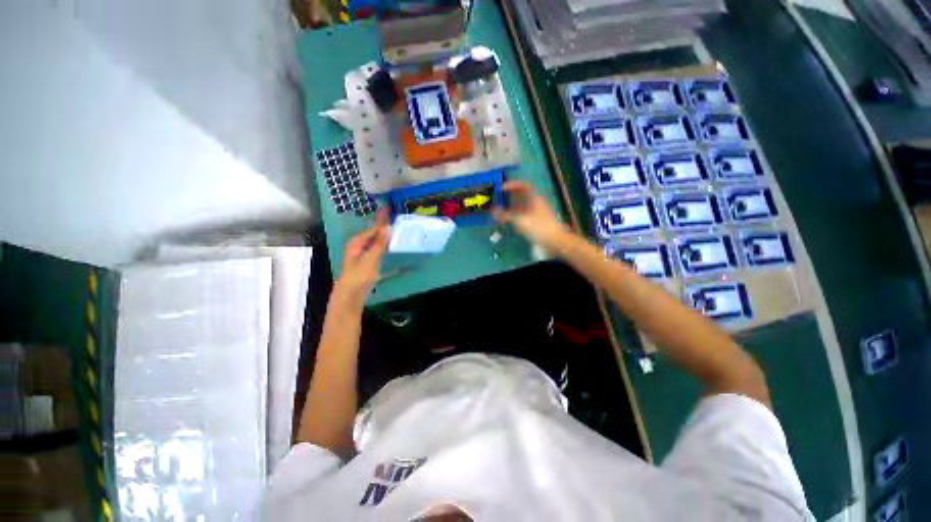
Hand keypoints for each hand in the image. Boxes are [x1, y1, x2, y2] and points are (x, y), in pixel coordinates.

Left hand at [332, 208, 391, 307]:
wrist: (350, 295)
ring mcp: (363, 255)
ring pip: (376, 241)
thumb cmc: (359, 276)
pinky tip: (391, 246)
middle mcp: (359, 246)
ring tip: (396, 228)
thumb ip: (379, 243)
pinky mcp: (367, 263)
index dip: (382, 219)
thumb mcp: (370, 259)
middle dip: (383, 225)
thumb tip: (387, 227)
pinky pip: (377, 249)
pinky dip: (384, 246)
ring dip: (385, 235)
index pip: (373, 227)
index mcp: (357, 242)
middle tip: (395, 217)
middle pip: (374, 233)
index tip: (390, 208)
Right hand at [493, 181, 568, 249]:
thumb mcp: (520, 221)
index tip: (501, 188)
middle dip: (509, 196)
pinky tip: (509, 221)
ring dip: (511, 207)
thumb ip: (506, 215)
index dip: (512, 184)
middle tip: (498, 200)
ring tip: (501, 211)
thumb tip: (493, 211)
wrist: (555, 242)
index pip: (523, 185)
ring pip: (523, 206)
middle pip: (522, 195)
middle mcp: (536, 203)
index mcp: (535, 198)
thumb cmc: (539, 228)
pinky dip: (515, 215)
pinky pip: (524, 214)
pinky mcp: (537, 222)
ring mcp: (538, 212)